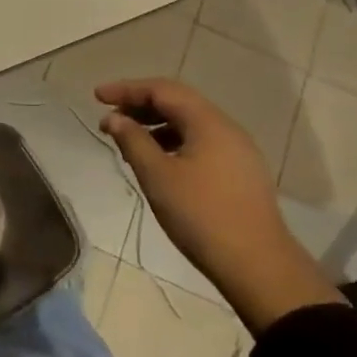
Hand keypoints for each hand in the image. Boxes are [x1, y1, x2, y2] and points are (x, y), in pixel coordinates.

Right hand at [96, 77, 343, 331]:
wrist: (259, 266)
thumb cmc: (202, 216)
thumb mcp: (158, 176)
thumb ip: (133, 141)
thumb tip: (113, 118)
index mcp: (208, 122)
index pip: (162, 90)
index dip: (127, 89)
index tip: (97, 96)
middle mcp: (226, 128)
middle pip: (178, 103)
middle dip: (140, 106)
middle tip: (110, 119)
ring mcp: (238, 151)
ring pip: (190, 125)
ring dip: (156, 126)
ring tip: (128, 144)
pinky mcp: (241, 173)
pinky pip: (201, 143)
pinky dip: (174, 143)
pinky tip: (158, 164)